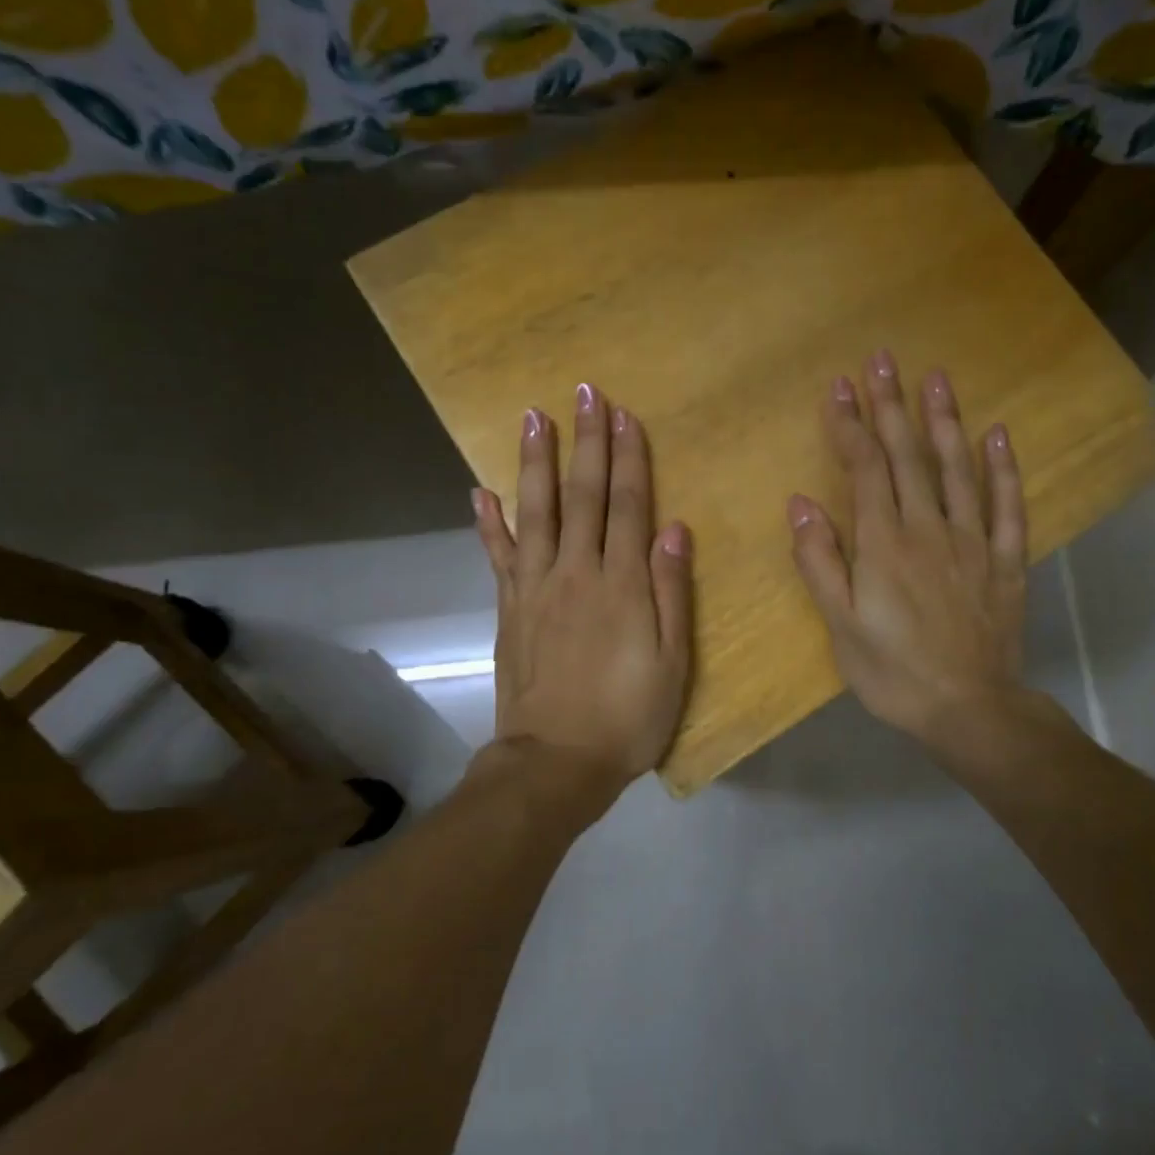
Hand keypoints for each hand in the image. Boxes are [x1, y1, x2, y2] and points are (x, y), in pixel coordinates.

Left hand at [473, 383, 692, 803]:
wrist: (556, 762)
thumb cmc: (627, 716)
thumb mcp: (672, 663)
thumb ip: (671, 592)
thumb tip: (674, 529)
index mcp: (621, 585)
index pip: (628, 506)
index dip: (629, 458)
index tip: (624, 414)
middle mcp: (576, 573)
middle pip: (584, 497)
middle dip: (587, 442)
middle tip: (585, 392)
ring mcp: (536, 588)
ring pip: (537, 512)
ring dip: (536, 462)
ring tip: (532, 416)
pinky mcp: (509, 609)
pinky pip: (498, 556)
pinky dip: (489, 523)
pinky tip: (480, 492)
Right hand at [787, 351, 1032, 755]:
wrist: (968, 709)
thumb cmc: (893, 672)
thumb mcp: (841, 625)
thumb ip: (820, 562)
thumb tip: (801, 503)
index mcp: (884, 544)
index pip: (865, 470)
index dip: (851, 426)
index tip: (841, 386)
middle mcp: (928, 529)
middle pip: (908, 456)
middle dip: (892, 405)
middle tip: (883, 358)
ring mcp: (972, 541)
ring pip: (957, 469)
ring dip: (944, 420)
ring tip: (936, 377)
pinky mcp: (1005, 561)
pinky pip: (1006, 506)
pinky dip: (1003, 469)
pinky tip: (998, 435)